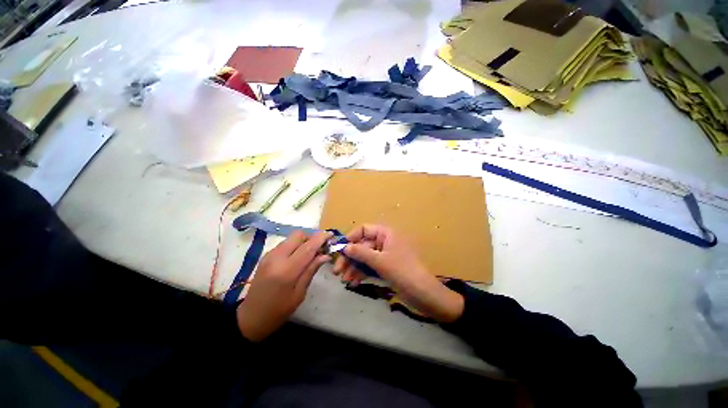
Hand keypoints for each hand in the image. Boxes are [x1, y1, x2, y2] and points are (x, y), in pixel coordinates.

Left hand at [236, 231, 331, 341]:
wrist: (250, 317)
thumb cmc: (278, 311)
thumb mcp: (299, 293)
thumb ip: (311, 270)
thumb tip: (325, 255)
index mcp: (286, 270)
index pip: (307, 247)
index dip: (321, 238)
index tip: (331, 235)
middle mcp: (276, 258)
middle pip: (298, 235)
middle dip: (311, 238)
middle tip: (320, 248)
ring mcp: (269, 255)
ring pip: (291, 238)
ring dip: (303, 241)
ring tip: (311, 254)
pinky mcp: (266, 256)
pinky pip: (285, 244)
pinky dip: (295, 245)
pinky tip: (298, 257)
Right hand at [333, 225, 463, 322]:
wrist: (424, 293)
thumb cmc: (402, 271)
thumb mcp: (380, 261)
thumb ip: (361, 252)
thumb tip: (344, 247)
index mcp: (386, 233)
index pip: (364, 229)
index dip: (351, 237)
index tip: (340, 249)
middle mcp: (385, 241)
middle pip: (362, 245)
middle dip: (350, 257)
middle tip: (337, 270)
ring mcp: (385, 255)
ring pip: (365, 257)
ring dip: (354, 267)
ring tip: (344, 280)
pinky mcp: (386, 267)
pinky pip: (370, 266)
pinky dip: (362, 273)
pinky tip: (353, 282)